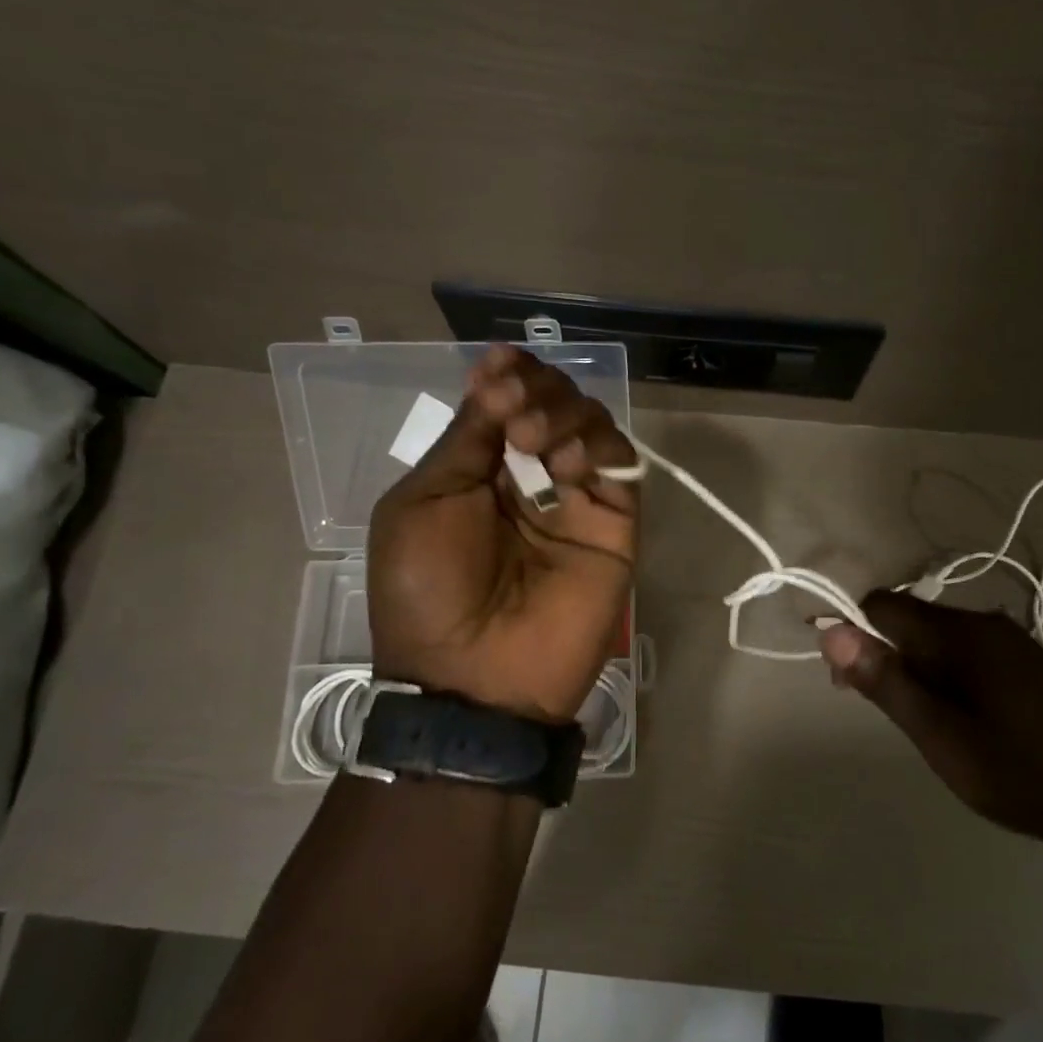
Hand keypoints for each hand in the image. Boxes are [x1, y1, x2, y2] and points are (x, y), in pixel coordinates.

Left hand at [368, 346, 638, 721]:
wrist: (475, 677)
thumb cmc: (429, 591)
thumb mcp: (423, 503)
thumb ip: (465, 439)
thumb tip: (495, 377)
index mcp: (480, 471)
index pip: (507, 403)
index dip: (508, 375)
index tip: (500, 364)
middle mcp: (531, 476)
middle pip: (553, 402)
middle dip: (535, 389)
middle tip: (513, 410)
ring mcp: (576, 499)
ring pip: (591, 423)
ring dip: (563, 413)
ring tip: (532, 441)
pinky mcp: (614, 524)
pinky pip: (620, 465)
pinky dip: (597, 447)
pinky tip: (565, 464)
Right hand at [819, 591, 1042, 852]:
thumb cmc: (1016, 772)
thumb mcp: (938, 735)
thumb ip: (885, 681)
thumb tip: (830, 633)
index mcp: (960, 634)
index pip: (883, 605)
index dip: (853, 633)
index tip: (848, 683)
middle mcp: (985, 623)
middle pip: (911, 619)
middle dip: (886, 655)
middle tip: (892, 713)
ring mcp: (1011, 641)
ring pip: (939, 637)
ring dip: (917, 667)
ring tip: (927, 722)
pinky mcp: (1028, 662)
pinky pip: (968, 651)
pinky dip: (947, 673)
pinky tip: (963, 717)